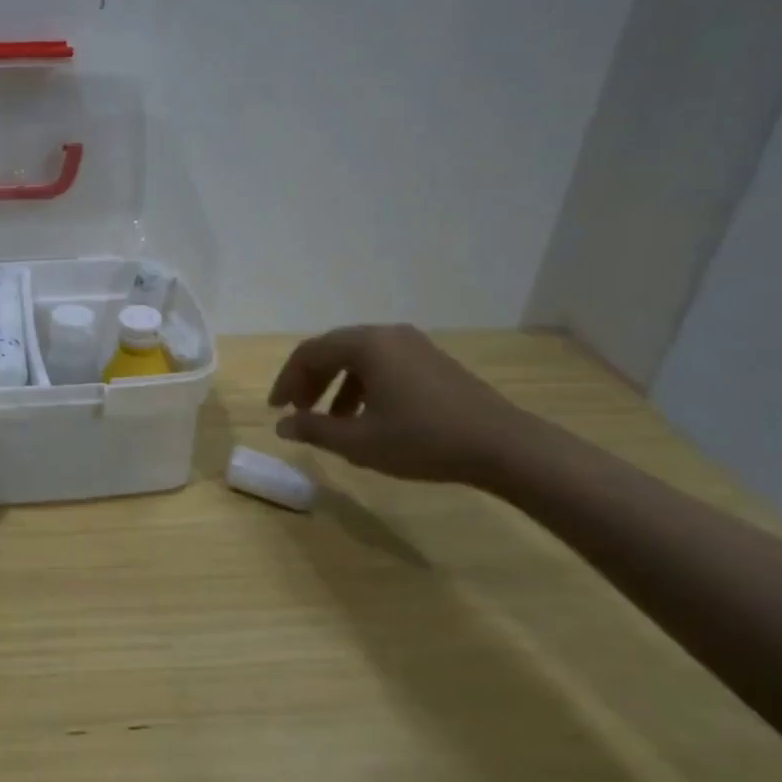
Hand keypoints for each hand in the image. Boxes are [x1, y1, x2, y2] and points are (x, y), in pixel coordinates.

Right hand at [268, 324, 537, 484]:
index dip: (287, 380)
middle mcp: (387, 335)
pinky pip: (383, 365)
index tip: (277, 410)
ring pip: (359, 359)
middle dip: (310, 381)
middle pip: (333, 350)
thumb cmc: (424, 440)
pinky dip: (363, 386)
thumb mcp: (361, 441)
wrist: (504, 447)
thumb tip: (282, 426)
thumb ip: (315, 430)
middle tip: (297, 412)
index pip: (309, 353)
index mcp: (366, 345)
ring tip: (329, 421)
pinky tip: (367, 417)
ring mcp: (414, 345)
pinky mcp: (432, 361)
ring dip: (336, 386)